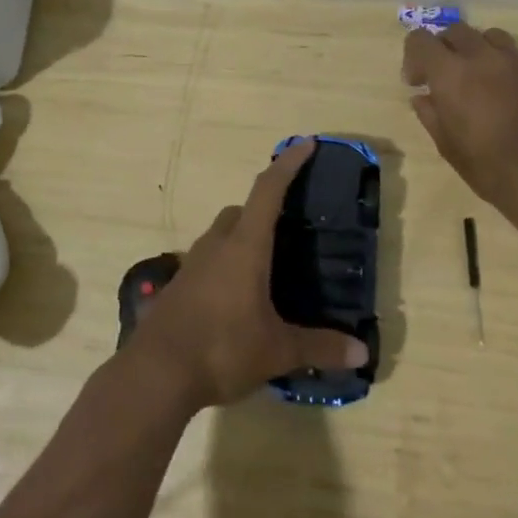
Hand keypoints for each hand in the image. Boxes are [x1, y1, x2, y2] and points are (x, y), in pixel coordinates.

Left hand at [127, 140, 368, 409]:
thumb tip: (362, 353)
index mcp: (245, 247)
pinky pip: (208, 260)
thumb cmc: (221, 349)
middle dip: (265, 208)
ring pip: (221, 235)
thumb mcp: (277, 351)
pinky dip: (226, 264)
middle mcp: (217, 246)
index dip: (288, 164)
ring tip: (267, 265)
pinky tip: (237, 296)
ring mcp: (192, 264)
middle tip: (290, 226)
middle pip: (241, 211)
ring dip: (243, 237)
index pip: (269, 191)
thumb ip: (319, 348)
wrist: (155, 374)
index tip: (306, 143)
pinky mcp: (178, 286)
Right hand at [403, 22, 517, 209]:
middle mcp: (482, 56)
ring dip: (476, 48)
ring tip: (477, 76)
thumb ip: (430, 114)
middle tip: (444, 76)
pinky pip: (514, 55)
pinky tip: (504, 92)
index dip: (413, 56)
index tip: (417, 82)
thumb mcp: (446, 145)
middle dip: (444, 48)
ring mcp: (515, 61)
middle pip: (455, 30)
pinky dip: (501, 64)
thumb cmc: (487, 165)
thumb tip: (422, 98)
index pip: (421, 39)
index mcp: (451, 73)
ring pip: (488, 35)